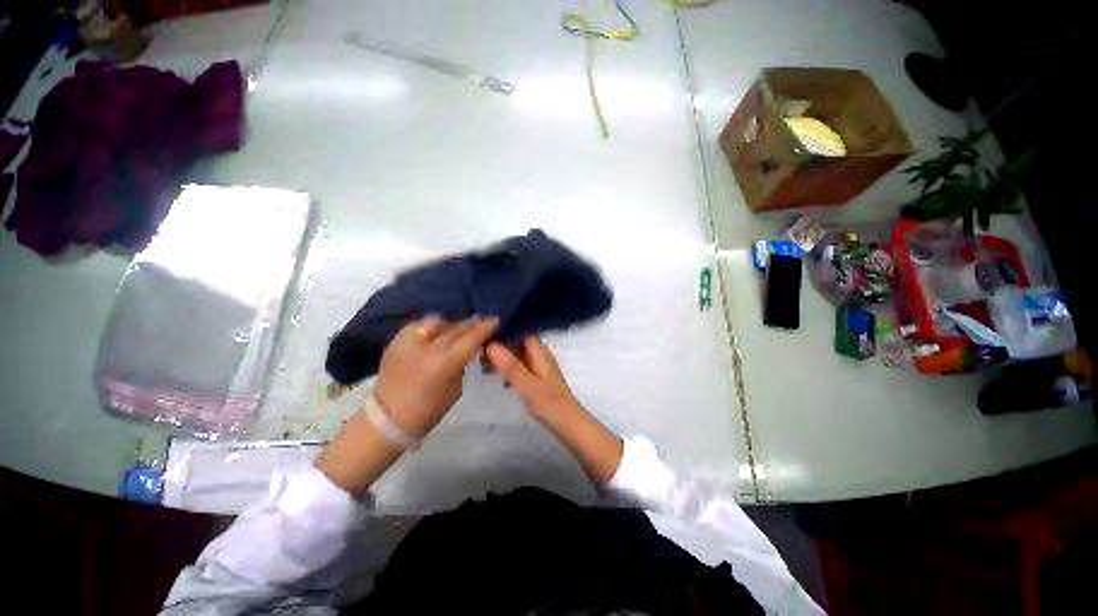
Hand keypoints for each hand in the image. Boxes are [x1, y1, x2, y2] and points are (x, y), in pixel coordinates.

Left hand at [375, 315, 499, 436]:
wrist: (389, 418)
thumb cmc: (429, 409)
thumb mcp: (456, 388)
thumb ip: (465, 364)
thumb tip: (473, 349)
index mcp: (445, 363)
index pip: (471, 338)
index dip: (485, 327)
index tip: (495, 319)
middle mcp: (428, 348)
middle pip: (455, 328)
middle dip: (470, 323)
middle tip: (480, 319)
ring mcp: (409, 342)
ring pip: (436, 321)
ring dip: (449, 323)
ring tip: (455, 327)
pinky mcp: (396, 341)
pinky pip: (418, 325)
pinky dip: (430, 326)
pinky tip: (435, 331)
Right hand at [486, 336, 622, 481]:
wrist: (570, 427)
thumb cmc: (550, 405)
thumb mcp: (528, 385)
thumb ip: (510, 366)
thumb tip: (490, 344)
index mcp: (541, 353)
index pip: (522, 333)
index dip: (505, 332)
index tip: (485, 337)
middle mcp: (542, 357)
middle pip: (519, 345)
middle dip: (501, 348)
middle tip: (480, 356)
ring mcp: (541, 369)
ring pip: (520, 358)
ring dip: (504, 360)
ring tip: (485, 369)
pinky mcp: (539, 382)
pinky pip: (522, 370)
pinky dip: (511, 372)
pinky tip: (501, 382)